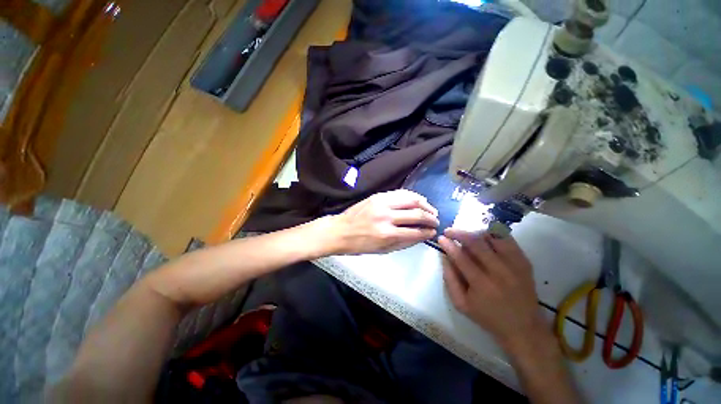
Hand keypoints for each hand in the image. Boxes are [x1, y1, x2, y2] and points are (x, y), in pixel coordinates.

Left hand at [328, 189, 438, 254]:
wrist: (339, 230)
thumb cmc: (360, 245)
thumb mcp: (382, 250)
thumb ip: (403, 243)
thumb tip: (421, 236)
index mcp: (387, 234)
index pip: (415, 231)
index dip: (428, 232)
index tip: (433, 232)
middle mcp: (386, 217)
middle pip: (417, 214)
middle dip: (431, 218)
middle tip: (436, 221)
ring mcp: (382, 203)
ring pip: (411, 199)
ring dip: (425, 204)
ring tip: (431, 209)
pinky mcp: (378, 195)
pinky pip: (400, 193)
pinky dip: (412, 196)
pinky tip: (418, 200)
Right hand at [438, 228, 546, 349]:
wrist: (522, 327)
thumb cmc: (488, 316)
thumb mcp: (461, 304)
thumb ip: (449, 279)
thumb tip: (444, 256)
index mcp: (482, 285)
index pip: (461, 257)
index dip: (448, 245)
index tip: (440, 238)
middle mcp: (499, 271)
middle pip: (476, 243)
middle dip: (459, 233)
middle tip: (449, 231)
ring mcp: (514, 265)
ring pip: (492, 237)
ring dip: (475, 232)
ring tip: (467, 235)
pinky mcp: (524, 261)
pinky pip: (507, 239)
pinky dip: (493, 234)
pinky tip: (484, 236)